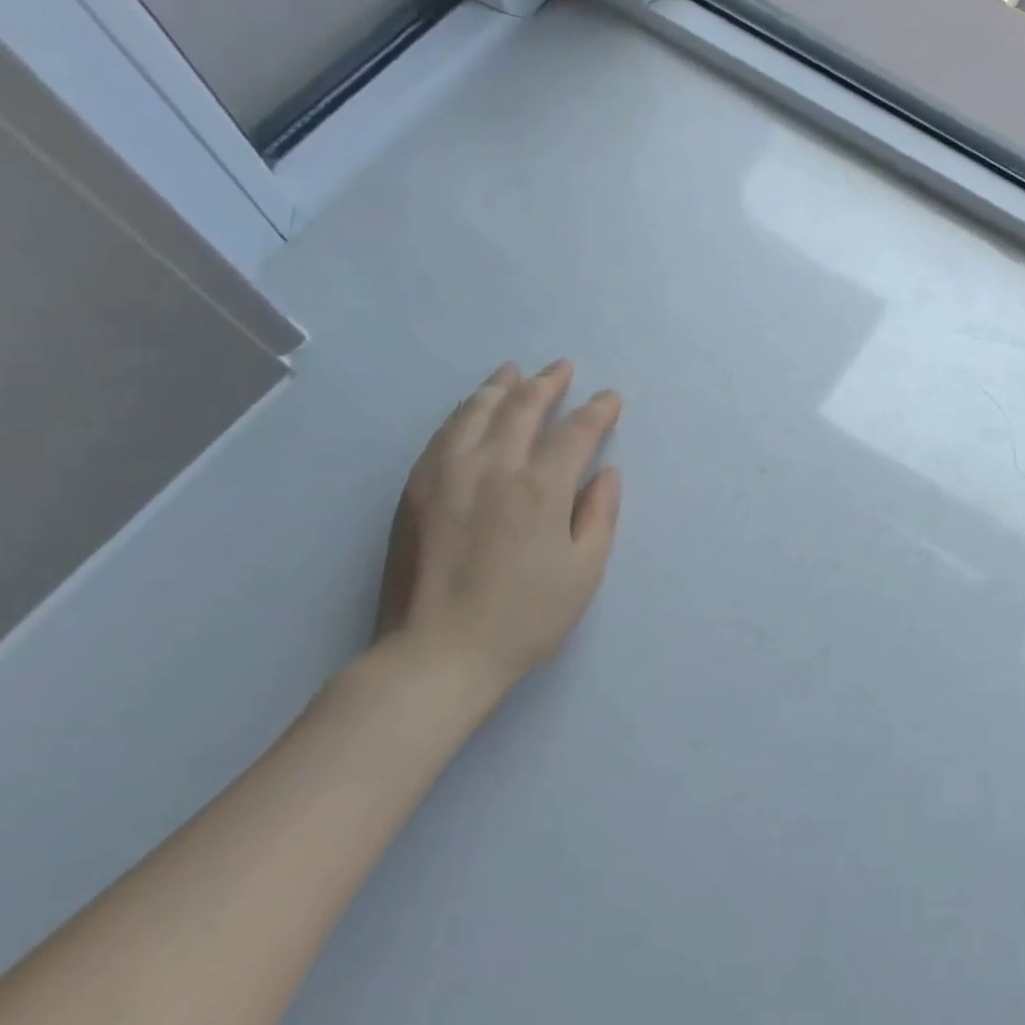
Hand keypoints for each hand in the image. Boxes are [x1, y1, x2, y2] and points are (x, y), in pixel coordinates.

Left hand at [375, 360, 622, 699]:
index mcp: (541, 487)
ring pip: (476, 412)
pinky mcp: (414, 491)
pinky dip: (464, 412)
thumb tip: (606, 472)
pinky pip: (443, 435)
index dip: (598, 410)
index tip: (610, 398)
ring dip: (501, 387)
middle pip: (523, 407)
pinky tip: (471, 410)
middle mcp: (493, 467)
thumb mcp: (584, 571)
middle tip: (563, 368)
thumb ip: (600, 514)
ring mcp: (446, 475)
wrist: (435, 655)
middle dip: (549, 383)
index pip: (576, 431)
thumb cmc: (524, 617)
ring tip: (515, 372)